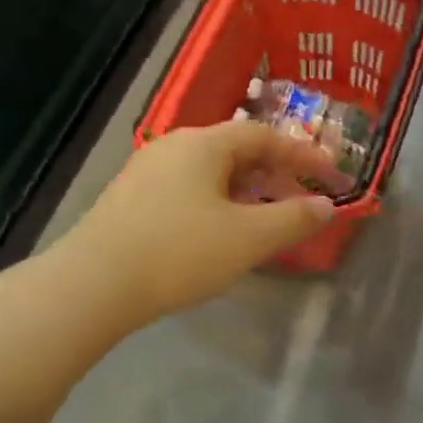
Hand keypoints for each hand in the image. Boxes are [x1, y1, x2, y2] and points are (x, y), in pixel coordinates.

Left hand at [64, 121, 336, 329]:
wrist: (92, 286)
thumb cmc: (179, 253)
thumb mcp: (248, 238)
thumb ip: (293, 218)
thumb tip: (326, 205)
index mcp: (204, 144)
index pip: (264, 136)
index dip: (302, 153)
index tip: (330, 174)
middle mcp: (174, 146)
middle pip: (236, 149)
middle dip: (274, 171)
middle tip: (299, 196)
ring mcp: (147, 171)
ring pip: (210, 170)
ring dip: (245, 188)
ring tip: (264, 216)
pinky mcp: (130, 199)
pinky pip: (188, 188)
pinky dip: (217, 201)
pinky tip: (219, 231)